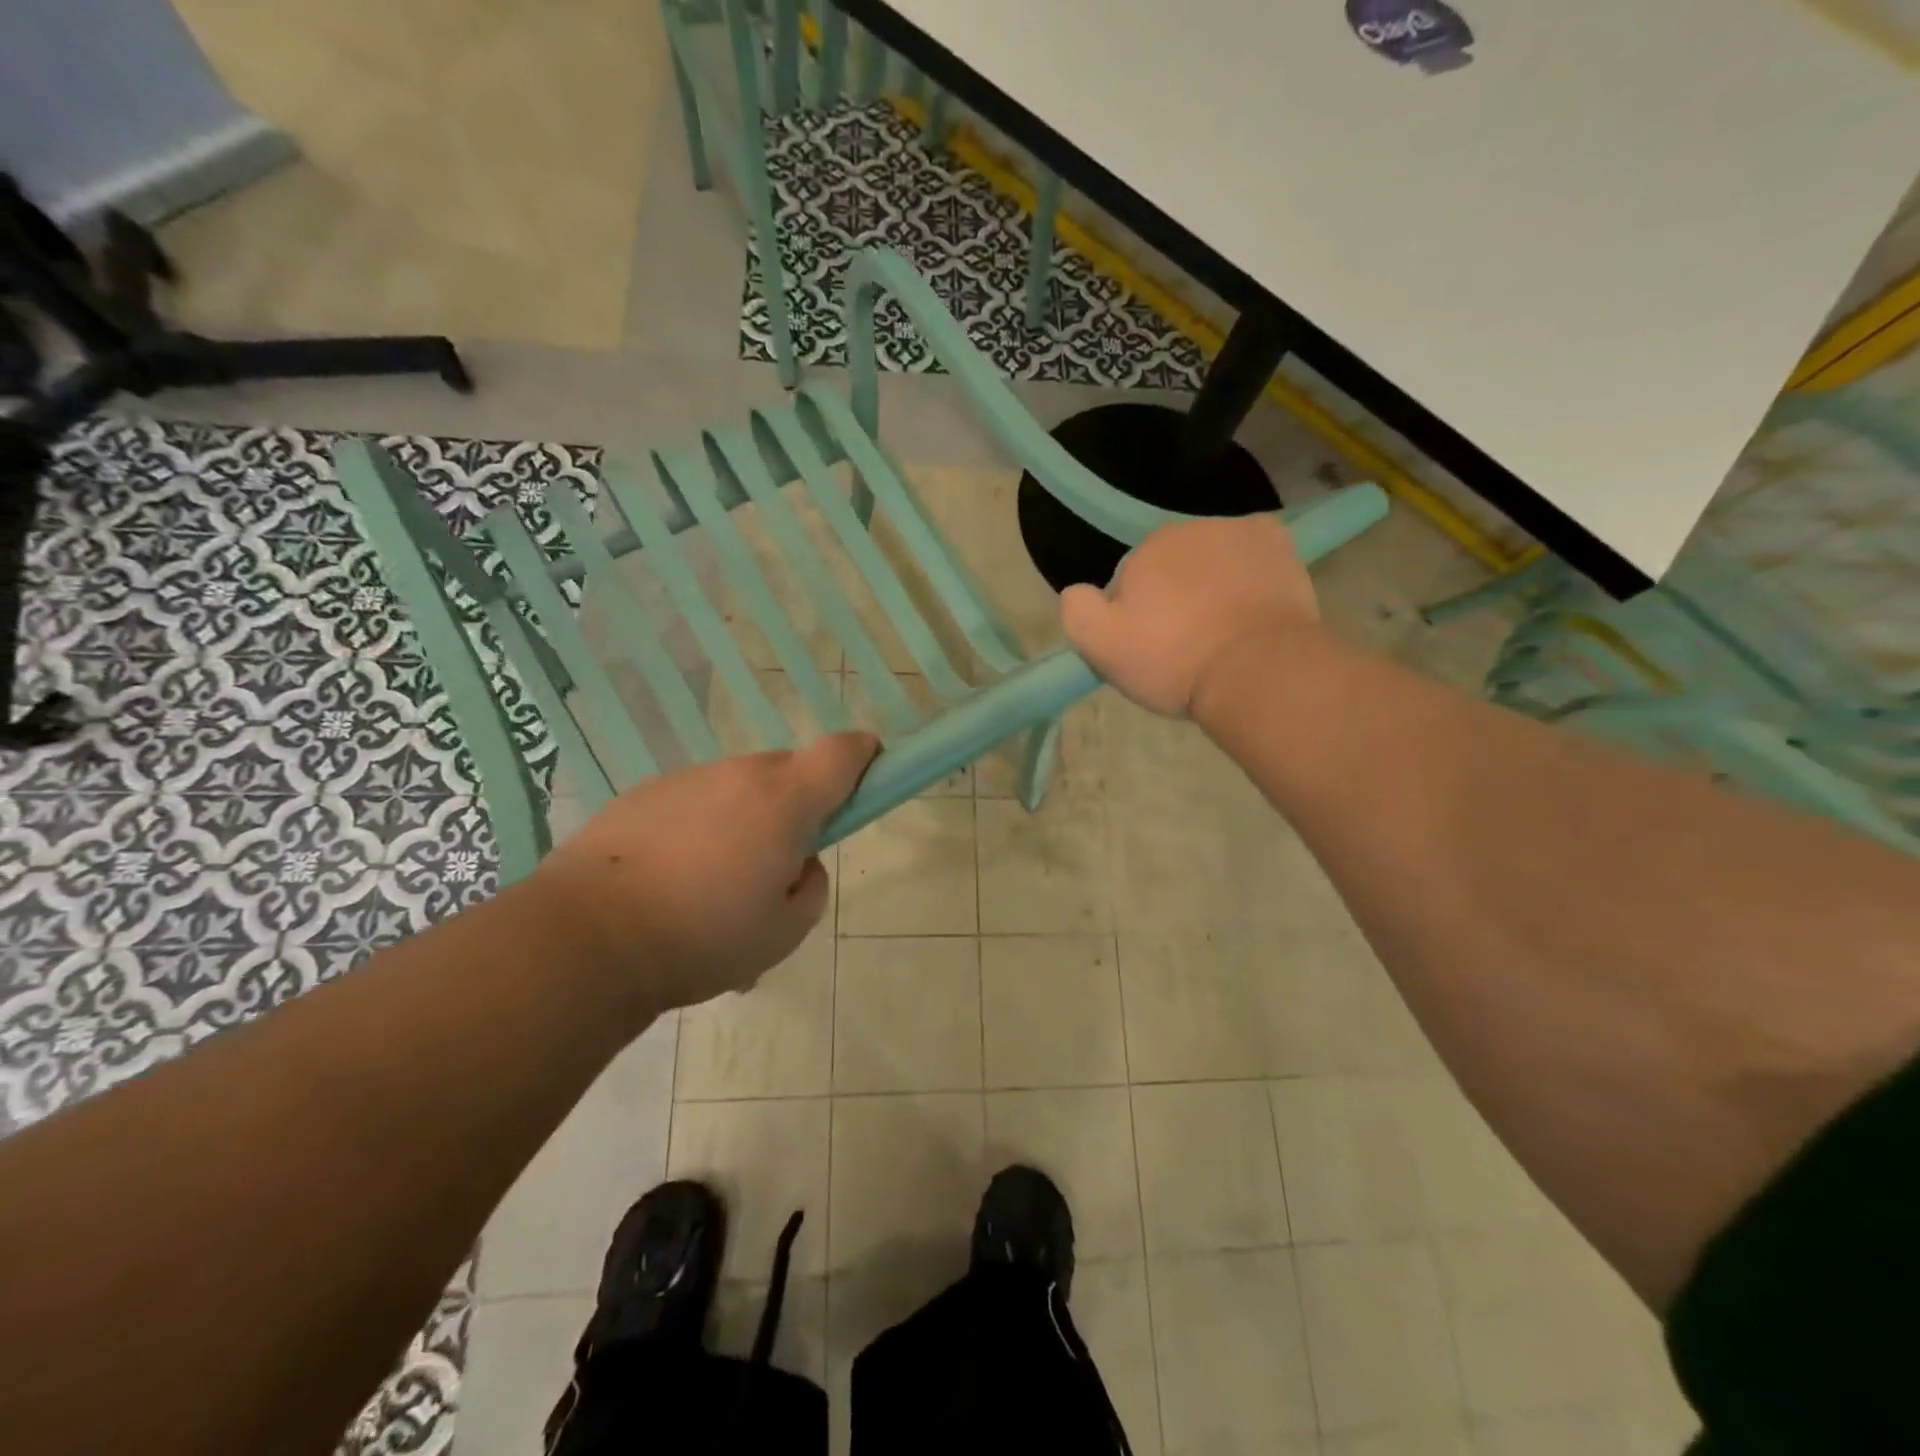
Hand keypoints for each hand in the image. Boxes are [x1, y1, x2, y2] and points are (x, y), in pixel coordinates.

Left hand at [529, 733, 878, 1016]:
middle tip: (775, 866)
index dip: (863, 756)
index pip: (840, 752)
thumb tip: (799, 863)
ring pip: (736, 791)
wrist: (585, 939)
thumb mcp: (785, 931)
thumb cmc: (703, 937)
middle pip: (786, 773)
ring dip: (742, 823)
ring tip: (711, 890)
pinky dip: (698, 830)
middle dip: (795, 806)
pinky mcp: (641, 795)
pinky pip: (693, 804)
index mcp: (783, 800)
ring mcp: (685, 780)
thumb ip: (811, 888)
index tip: (868, 773)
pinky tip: (669, 885)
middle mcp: (736, 774)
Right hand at [1060, 515, 1319, 718]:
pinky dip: (1250, 572)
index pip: (1130, 581)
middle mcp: (1190, 528)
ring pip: (1213, 560)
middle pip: (1172, 566)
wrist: (1256, 671)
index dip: (1134, 616)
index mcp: (1145, 549)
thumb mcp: (1101, 647)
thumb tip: (1078, 591)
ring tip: (1222, 632)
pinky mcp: (1280, 544)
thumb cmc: (1174, 661)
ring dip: (1211, 585)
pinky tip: (1252, 605)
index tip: (1150, 648)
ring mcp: (1239, 531)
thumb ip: (1077, 610)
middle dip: (1174, 596)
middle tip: (1185, 643)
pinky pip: (1254, 553)